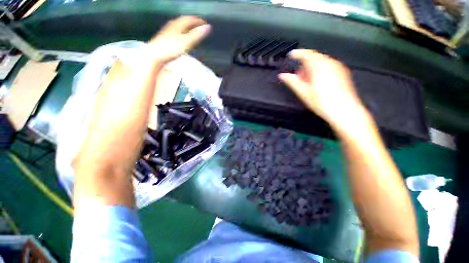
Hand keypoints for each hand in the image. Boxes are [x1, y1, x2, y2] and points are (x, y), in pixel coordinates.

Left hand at [148, 16, 210, 62]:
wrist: (155, 55)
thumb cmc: (171, 48)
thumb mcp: (186, 42)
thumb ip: (197, 35)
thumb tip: (208, 27)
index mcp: (177, 25)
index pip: (189, 19)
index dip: (197, 20)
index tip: (204, 23)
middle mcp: (172, 26)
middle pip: (183, 21)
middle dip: (192, 22)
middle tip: (198, 25)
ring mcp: (167, 32)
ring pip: (178, 26)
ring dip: (186, 27)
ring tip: (190, 30)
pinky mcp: (164, 39)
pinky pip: (175, 32)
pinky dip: (181, 33)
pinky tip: (180, 38)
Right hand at [279, 49, 368, 127]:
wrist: (344, 110)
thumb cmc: (322, 102)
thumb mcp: (303, 92)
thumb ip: (292, 82)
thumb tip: (282, 75)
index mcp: (319, 66)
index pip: (307, 54)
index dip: (298, 53)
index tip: (291, 54)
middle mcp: (330, 63)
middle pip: (315, 57)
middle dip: (304, 63)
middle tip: (297, 75)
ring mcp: (338, 67)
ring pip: (321, 62)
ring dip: (312, 67)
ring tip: (306, 80)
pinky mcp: (342, 73)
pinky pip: (328, 66)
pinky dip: (320, 70)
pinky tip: (317, 81)